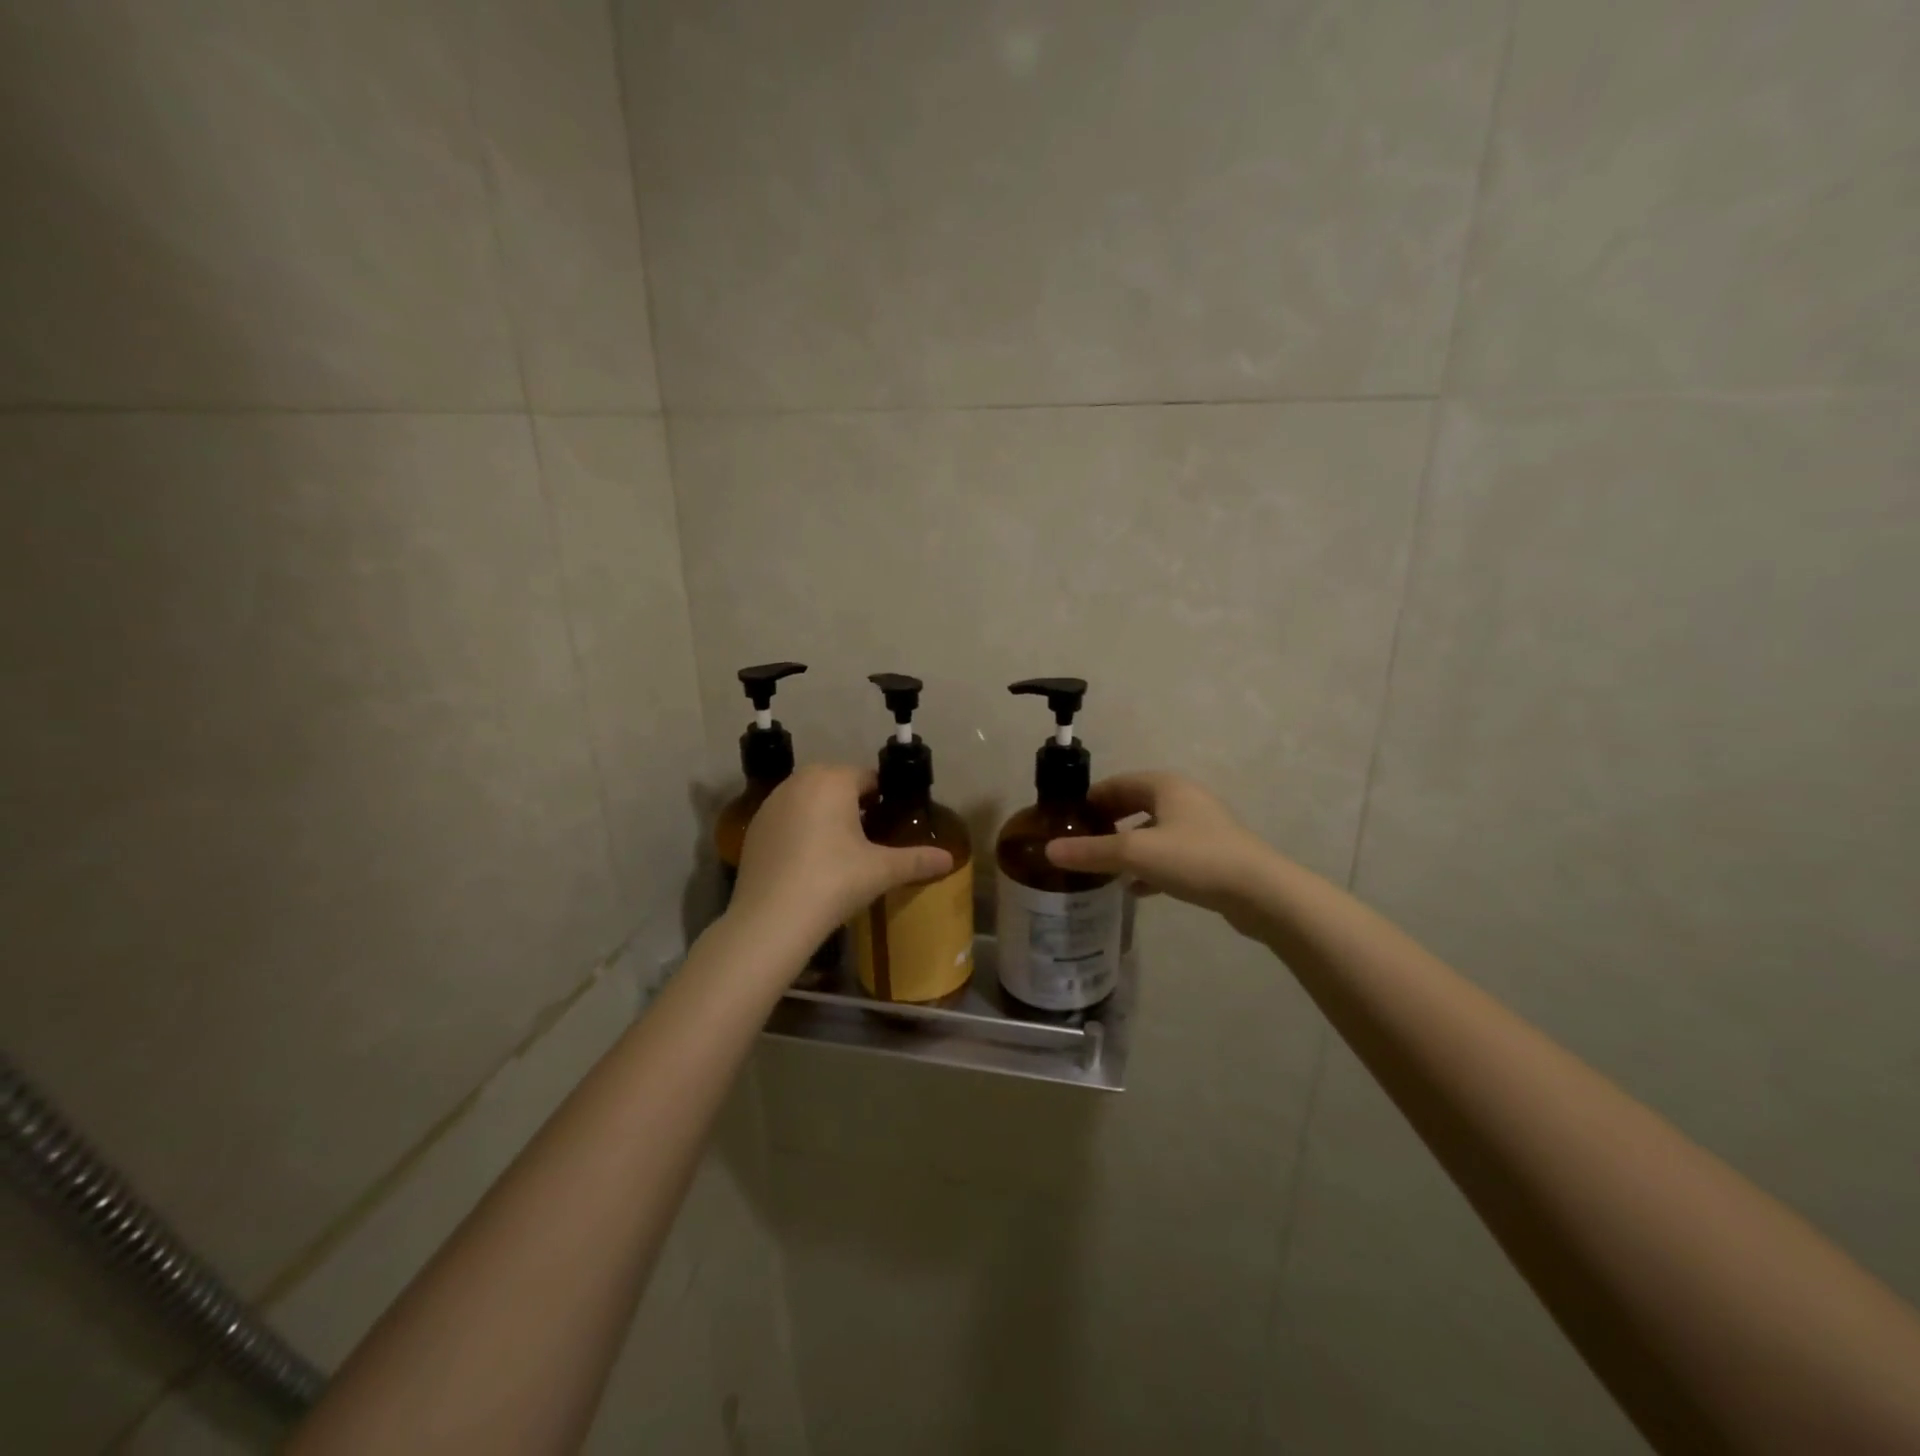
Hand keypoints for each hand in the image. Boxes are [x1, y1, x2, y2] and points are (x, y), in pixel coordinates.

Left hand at [730, 764, 953, 943]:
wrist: (771, 919)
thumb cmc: (833, 882)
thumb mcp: (881, 871)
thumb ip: (917, 860)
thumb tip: (949, 860)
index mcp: (833, 779)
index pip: (868, 778)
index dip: (884, 799)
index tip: (892, 824)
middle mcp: (799, 781)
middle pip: (837, 785)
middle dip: (854, 805)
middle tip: (870, 840)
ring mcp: (771, 803)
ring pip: (809, 800)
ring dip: (826, 816)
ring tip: (841, 852)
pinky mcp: (754, 827)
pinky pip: (787, 819)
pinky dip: (800, 831)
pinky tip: (809, 863)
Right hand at [1044, 772, 1275, 925]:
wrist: (1260, 892)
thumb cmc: (1194, 858)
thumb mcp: (1135, 853)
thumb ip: (1091, 851)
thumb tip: (1049, 850)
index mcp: (1165, 785)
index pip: (1116, 783)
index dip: (1089, 800)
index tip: (1066, 821)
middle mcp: (1184, 799)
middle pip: (1135, 804)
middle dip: (1107, 822)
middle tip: (1080, 844)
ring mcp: (1201, 827)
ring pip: (1153, 831)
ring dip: (1128, 846)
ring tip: (1102, 867)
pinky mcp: (1212, 854)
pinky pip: (1170, 854)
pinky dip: (1150, 866)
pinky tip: (1135, 889)